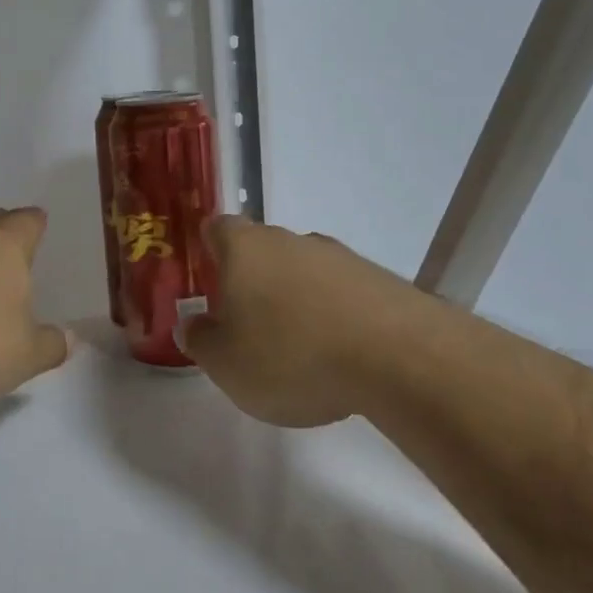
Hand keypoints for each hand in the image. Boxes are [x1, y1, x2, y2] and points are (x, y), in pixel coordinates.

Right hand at [181, 216, 408, 427]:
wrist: (400, 358)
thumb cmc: (291, 355)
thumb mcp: (226, 364)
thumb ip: (200, 341)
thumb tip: (192, 324)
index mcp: (245, 249)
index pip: (217, 228)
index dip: (209, 249)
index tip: (207, 278)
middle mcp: (291, 240)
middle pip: (262, 249)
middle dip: (252, 280)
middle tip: (247, 324)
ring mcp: (341, 257)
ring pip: (304, 271)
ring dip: (296, 299)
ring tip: (298, 348)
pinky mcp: (381, 281)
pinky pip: (342, 293)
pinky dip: (334, 315)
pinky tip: (339, 355)